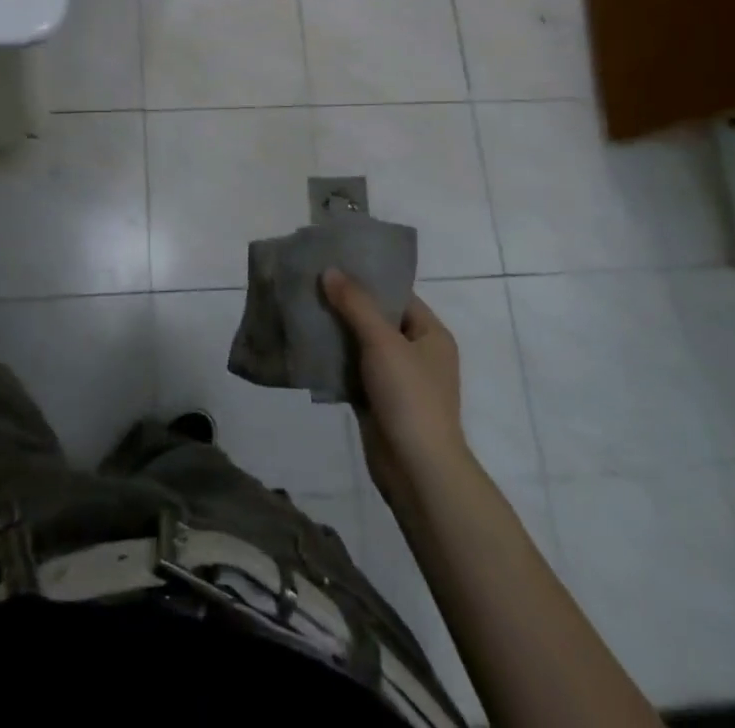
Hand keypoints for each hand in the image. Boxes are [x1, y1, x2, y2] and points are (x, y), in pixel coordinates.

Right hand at [322, 269, 466, 504]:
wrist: (417, 471)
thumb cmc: (409, 397)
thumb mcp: (382, 342)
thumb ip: (355, 304)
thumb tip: (330, 271)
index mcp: (431, 334)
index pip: (397, 295)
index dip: (367, 279)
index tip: (333, 264)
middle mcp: (418, 353)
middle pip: (377, 318)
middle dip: (345, 304)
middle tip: (310, 283)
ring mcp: (398, 379)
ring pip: (362, 345)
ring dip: (336, 332)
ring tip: (302, 309)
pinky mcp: (378, 401)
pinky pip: (353, 370)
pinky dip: (334, 360)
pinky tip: (307, 346)